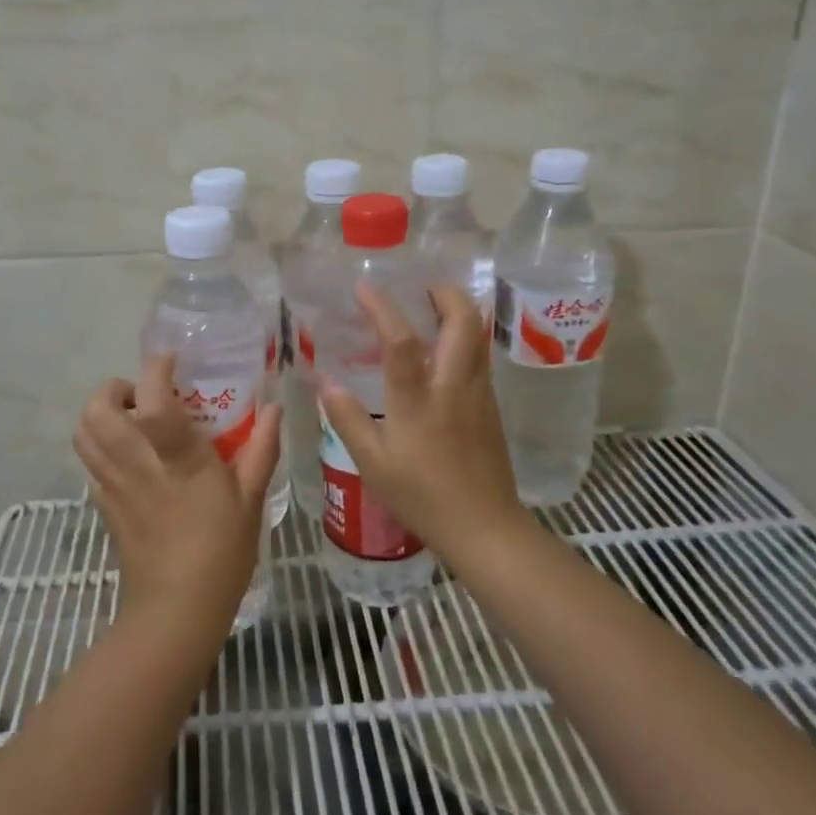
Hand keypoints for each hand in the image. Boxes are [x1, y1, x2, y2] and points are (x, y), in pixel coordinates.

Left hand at [73, 354, 281, 633]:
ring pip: (83, 432)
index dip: (156, 369)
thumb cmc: (220, 553)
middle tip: (142, 395)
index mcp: (176, 456)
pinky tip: (129, 456)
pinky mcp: (102, 505)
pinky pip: (88, 462)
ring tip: (131, 420)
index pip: (152, 398)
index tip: (171, 361)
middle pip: (97, 408)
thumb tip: (275, 408)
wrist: (175, 612)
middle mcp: (136, 462)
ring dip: (100, 414)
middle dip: (113, 389)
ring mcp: (112, 484)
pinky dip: (99, 445)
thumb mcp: (250, 499)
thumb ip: (262, 448)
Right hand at [318, 283, 529, 565]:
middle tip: (421, 288)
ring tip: (432, 310)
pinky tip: (443, 354)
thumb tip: (325, 382)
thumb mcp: (373, 463)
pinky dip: (463, 339)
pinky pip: (479, 358)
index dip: (382, 308)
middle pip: (462, 321)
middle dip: (444, 293)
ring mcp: (478, 394)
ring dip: (458, 312)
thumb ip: (348, 419)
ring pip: (477, 336)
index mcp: (418, 400)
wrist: (485, 528)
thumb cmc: (423, 496)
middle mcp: (453, 386)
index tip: (364, 287)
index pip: (400, 341)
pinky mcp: (490, 407)